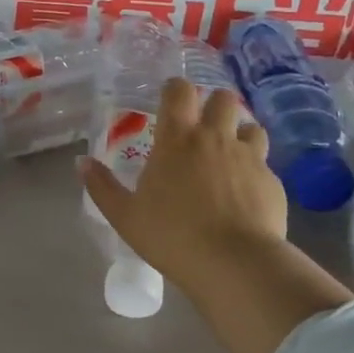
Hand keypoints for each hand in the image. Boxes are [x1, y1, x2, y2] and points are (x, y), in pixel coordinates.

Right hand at [81, 78, 287, 292]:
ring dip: (239, 134)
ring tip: (229, 157)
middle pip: (222, 98)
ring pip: (250, 126)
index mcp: (177, 139)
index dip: (175, 89)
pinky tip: (246, 194)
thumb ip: (102, 186)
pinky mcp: (272, 180)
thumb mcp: (125, 216)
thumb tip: (82, 162)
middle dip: (214, 105)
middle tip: (203, 128)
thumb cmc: (172, 236)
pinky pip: (264, 163)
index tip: (170, 102)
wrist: (235, 263)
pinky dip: (254, 171)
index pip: (179, 91)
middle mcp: (215, 137)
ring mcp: (248, 156)